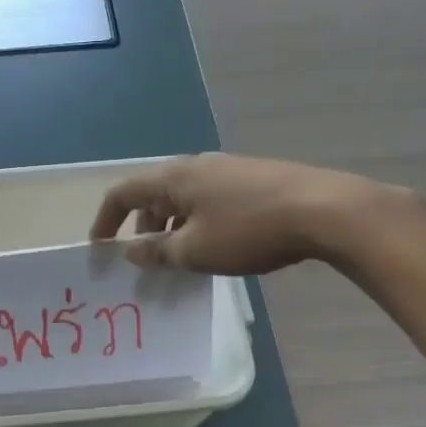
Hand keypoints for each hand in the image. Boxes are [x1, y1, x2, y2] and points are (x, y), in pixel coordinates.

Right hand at [90, 153, 410, 275]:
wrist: (325, 209)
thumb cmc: (249, 230)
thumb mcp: (196, 250)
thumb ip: (158, 251)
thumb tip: (132, 250)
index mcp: (174, 178)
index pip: (123, 192)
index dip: (105, 220)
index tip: (100, 249)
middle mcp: (196, 165)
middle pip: (154, 194)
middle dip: (142, 227)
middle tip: (147, 260)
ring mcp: (228, 169)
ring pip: (184, 198)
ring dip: (173, 227)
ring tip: (182, 259)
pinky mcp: (254, 178)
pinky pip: (210, 199)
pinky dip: (199, 222)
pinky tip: (218, 246)